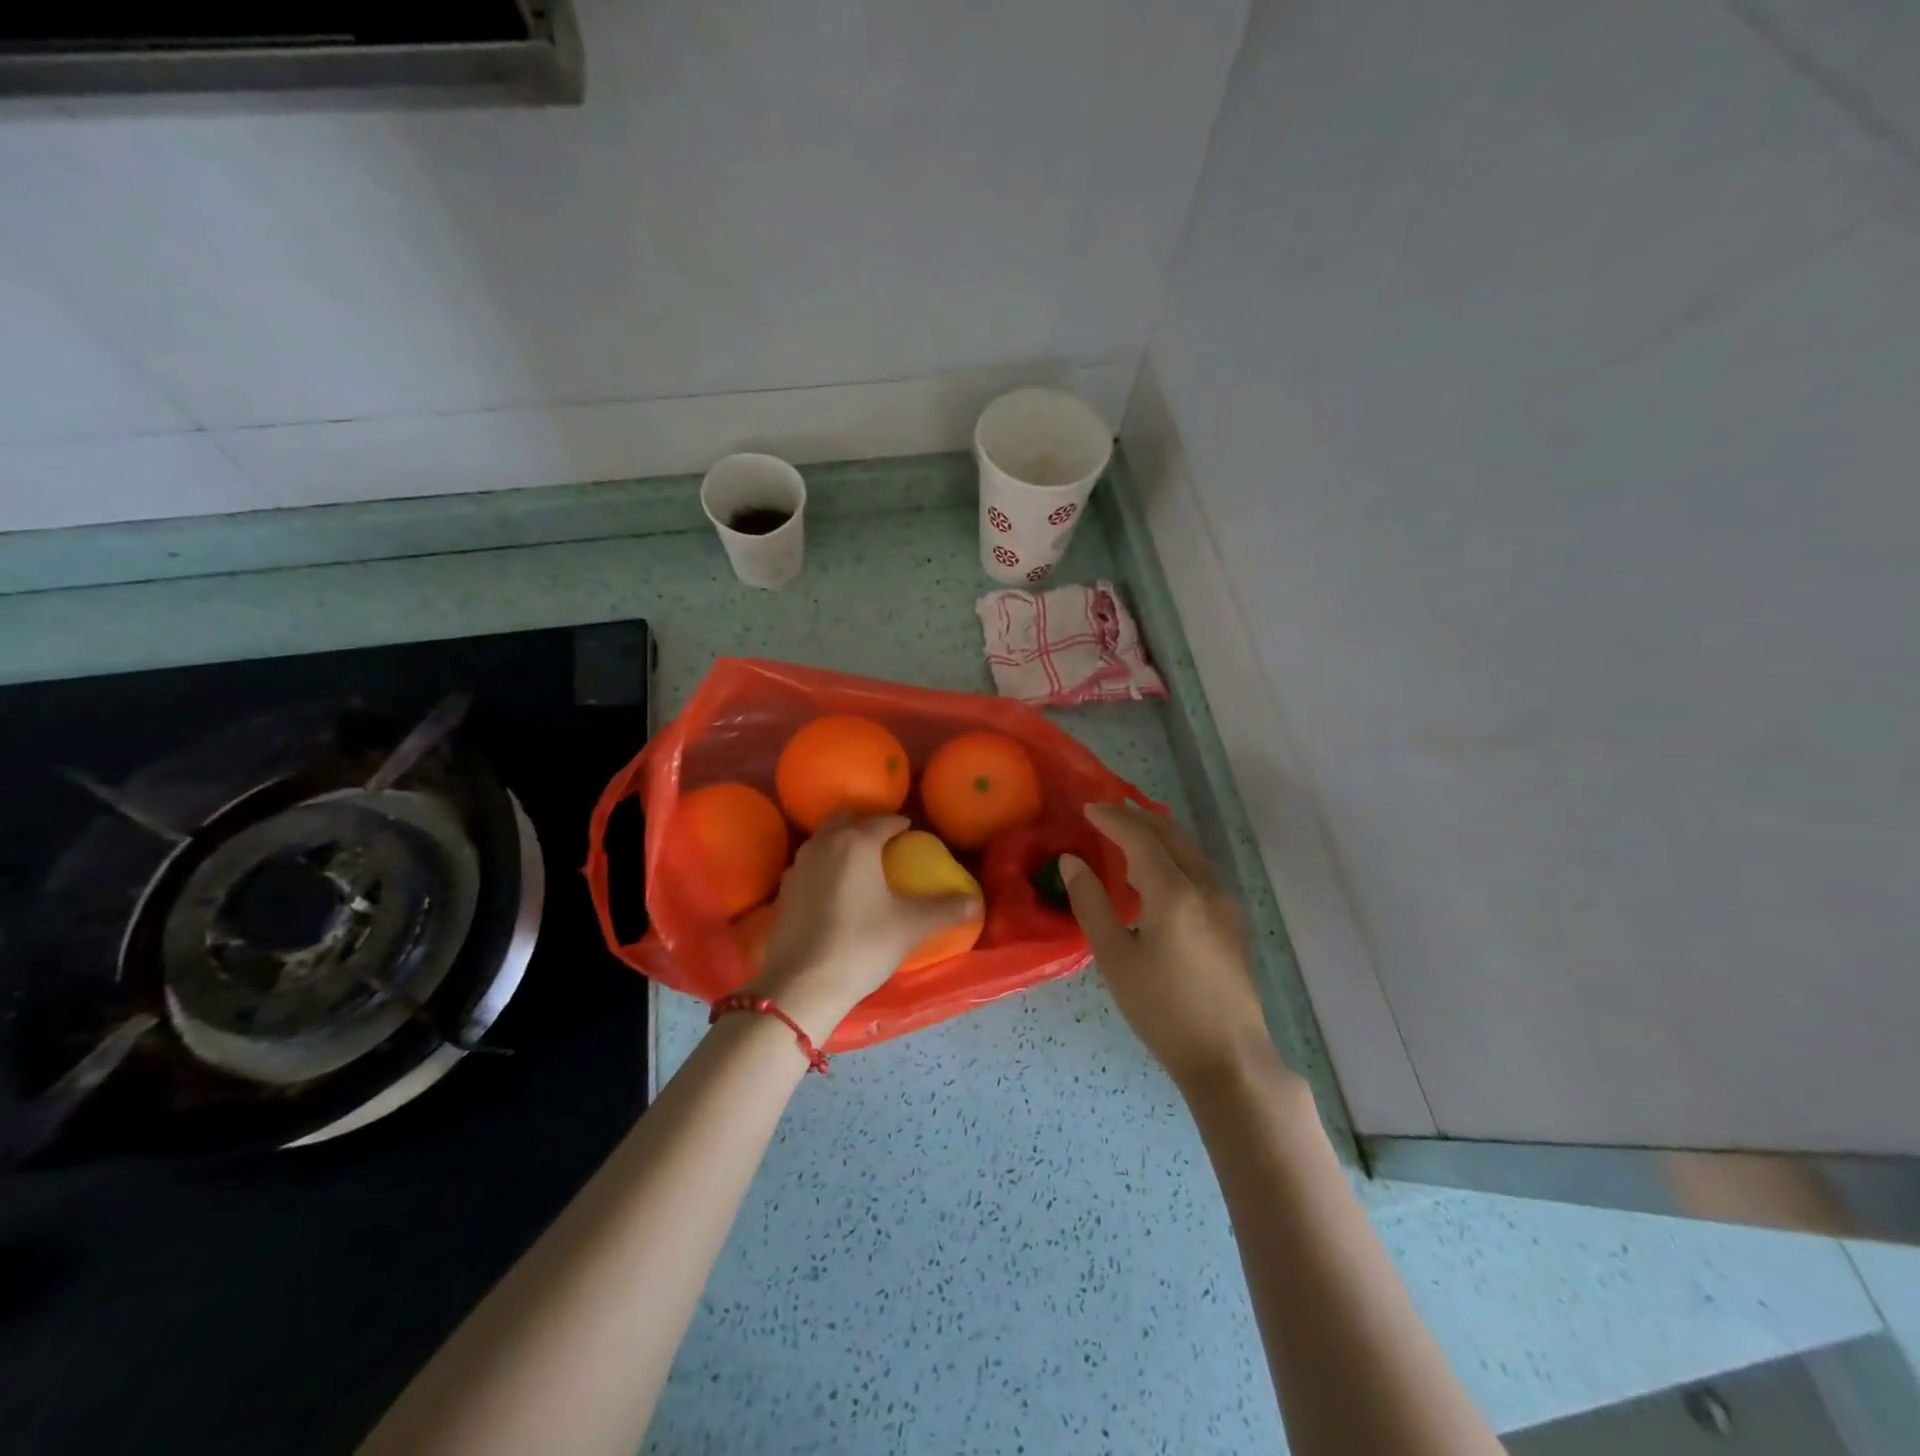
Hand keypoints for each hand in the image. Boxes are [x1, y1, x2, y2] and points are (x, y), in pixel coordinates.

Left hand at [748, 813, 979, 1042]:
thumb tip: (976, 901)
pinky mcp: (785, 890)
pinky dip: (826, 865)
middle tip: (886, 843)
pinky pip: (810, 864)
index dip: (902, 826)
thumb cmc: (862, 944)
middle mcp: (825, 843)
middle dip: (867, 823)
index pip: (885, 821)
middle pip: (847, 818)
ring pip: (824, 838)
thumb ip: (945, 909)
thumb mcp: (911, 926)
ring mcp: (799, 865)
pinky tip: (836, 890)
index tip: (914, 835)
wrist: (802, 985)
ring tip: (863, 864)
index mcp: (857, 841)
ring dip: (843, 842)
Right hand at [1061, 803, 1278, 1090]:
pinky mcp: (1232, 919)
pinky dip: (1174, 855)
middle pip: (1170, 834)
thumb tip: (1072, 861)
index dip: (1112, 818)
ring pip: (1189, 849)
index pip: (1140, 837)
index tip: (1087, 809)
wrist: (1228, 1055)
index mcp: (1174, 892)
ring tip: (1128, 835)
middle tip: (1106, 813)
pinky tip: (1158, 874)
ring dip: (1158, 834)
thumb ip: (1091, 903)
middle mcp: (1205, 885)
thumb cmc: (1162, 1010)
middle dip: (1137, 817)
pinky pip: (1199, 868)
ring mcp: (1225, 901)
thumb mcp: (1114, 958)